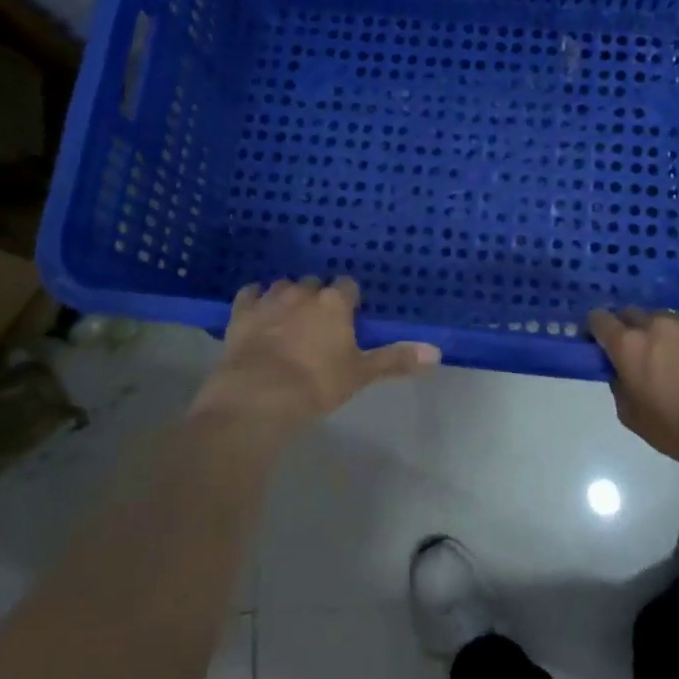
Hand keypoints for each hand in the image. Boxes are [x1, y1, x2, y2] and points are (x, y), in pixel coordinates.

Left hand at [194, 277, 439, 433]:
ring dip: (288, 296)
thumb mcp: (360, 374)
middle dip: (318, 297)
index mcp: (334, 303)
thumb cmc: (316, 384)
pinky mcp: (242, 313)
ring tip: (290, 316)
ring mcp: (270, 300)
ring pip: (283, 285)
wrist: (259, 395)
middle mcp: (303, 292)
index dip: (349, 300)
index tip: (350, 315)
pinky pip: (250, 294)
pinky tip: (257, 310)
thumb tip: (436, 352)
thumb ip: (396, 359)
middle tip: (320, 322)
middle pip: (315, 283)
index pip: (348, 286)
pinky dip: (255, 300)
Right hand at [587, 307, 678, 468]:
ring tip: (671, 359)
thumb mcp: (632, 417)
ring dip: (658, 333)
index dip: (595, 330)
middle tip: (635, 354)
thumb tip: (620, 373)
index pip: (598, 319)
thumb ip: (618, 386)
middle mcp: (654, 325)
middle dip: (626, 329)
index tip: (599, 345)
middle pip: (630, 313)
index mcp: (628, 345)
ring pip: (662, 319)